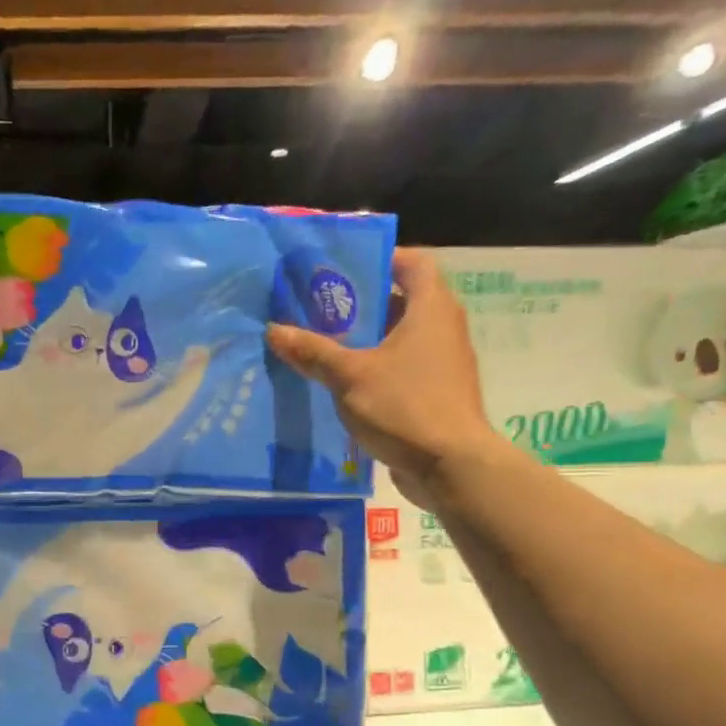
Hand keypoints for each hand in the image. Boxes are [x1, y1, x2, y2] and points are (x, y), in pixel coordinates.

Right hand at [268, 248, 499, 506]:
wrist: (451, 466)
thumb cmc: (405, 406)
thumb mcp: (350, 376)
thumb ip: (313, 352)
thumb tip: (274, 330)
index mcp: (431, 309)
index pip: (413, 262)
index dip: (381, 258)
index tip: (343, 268)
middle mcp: (443, 328)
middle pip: (403, 300)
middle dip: (362, 302)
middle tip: (319, 308)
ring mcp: (442, 363)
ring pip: (400, 337)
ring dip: (366, 339)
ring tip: (323, 343)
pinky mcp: (436, 393)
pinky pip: (403, 368)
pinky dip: (376, 367)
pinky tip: (342, 382)